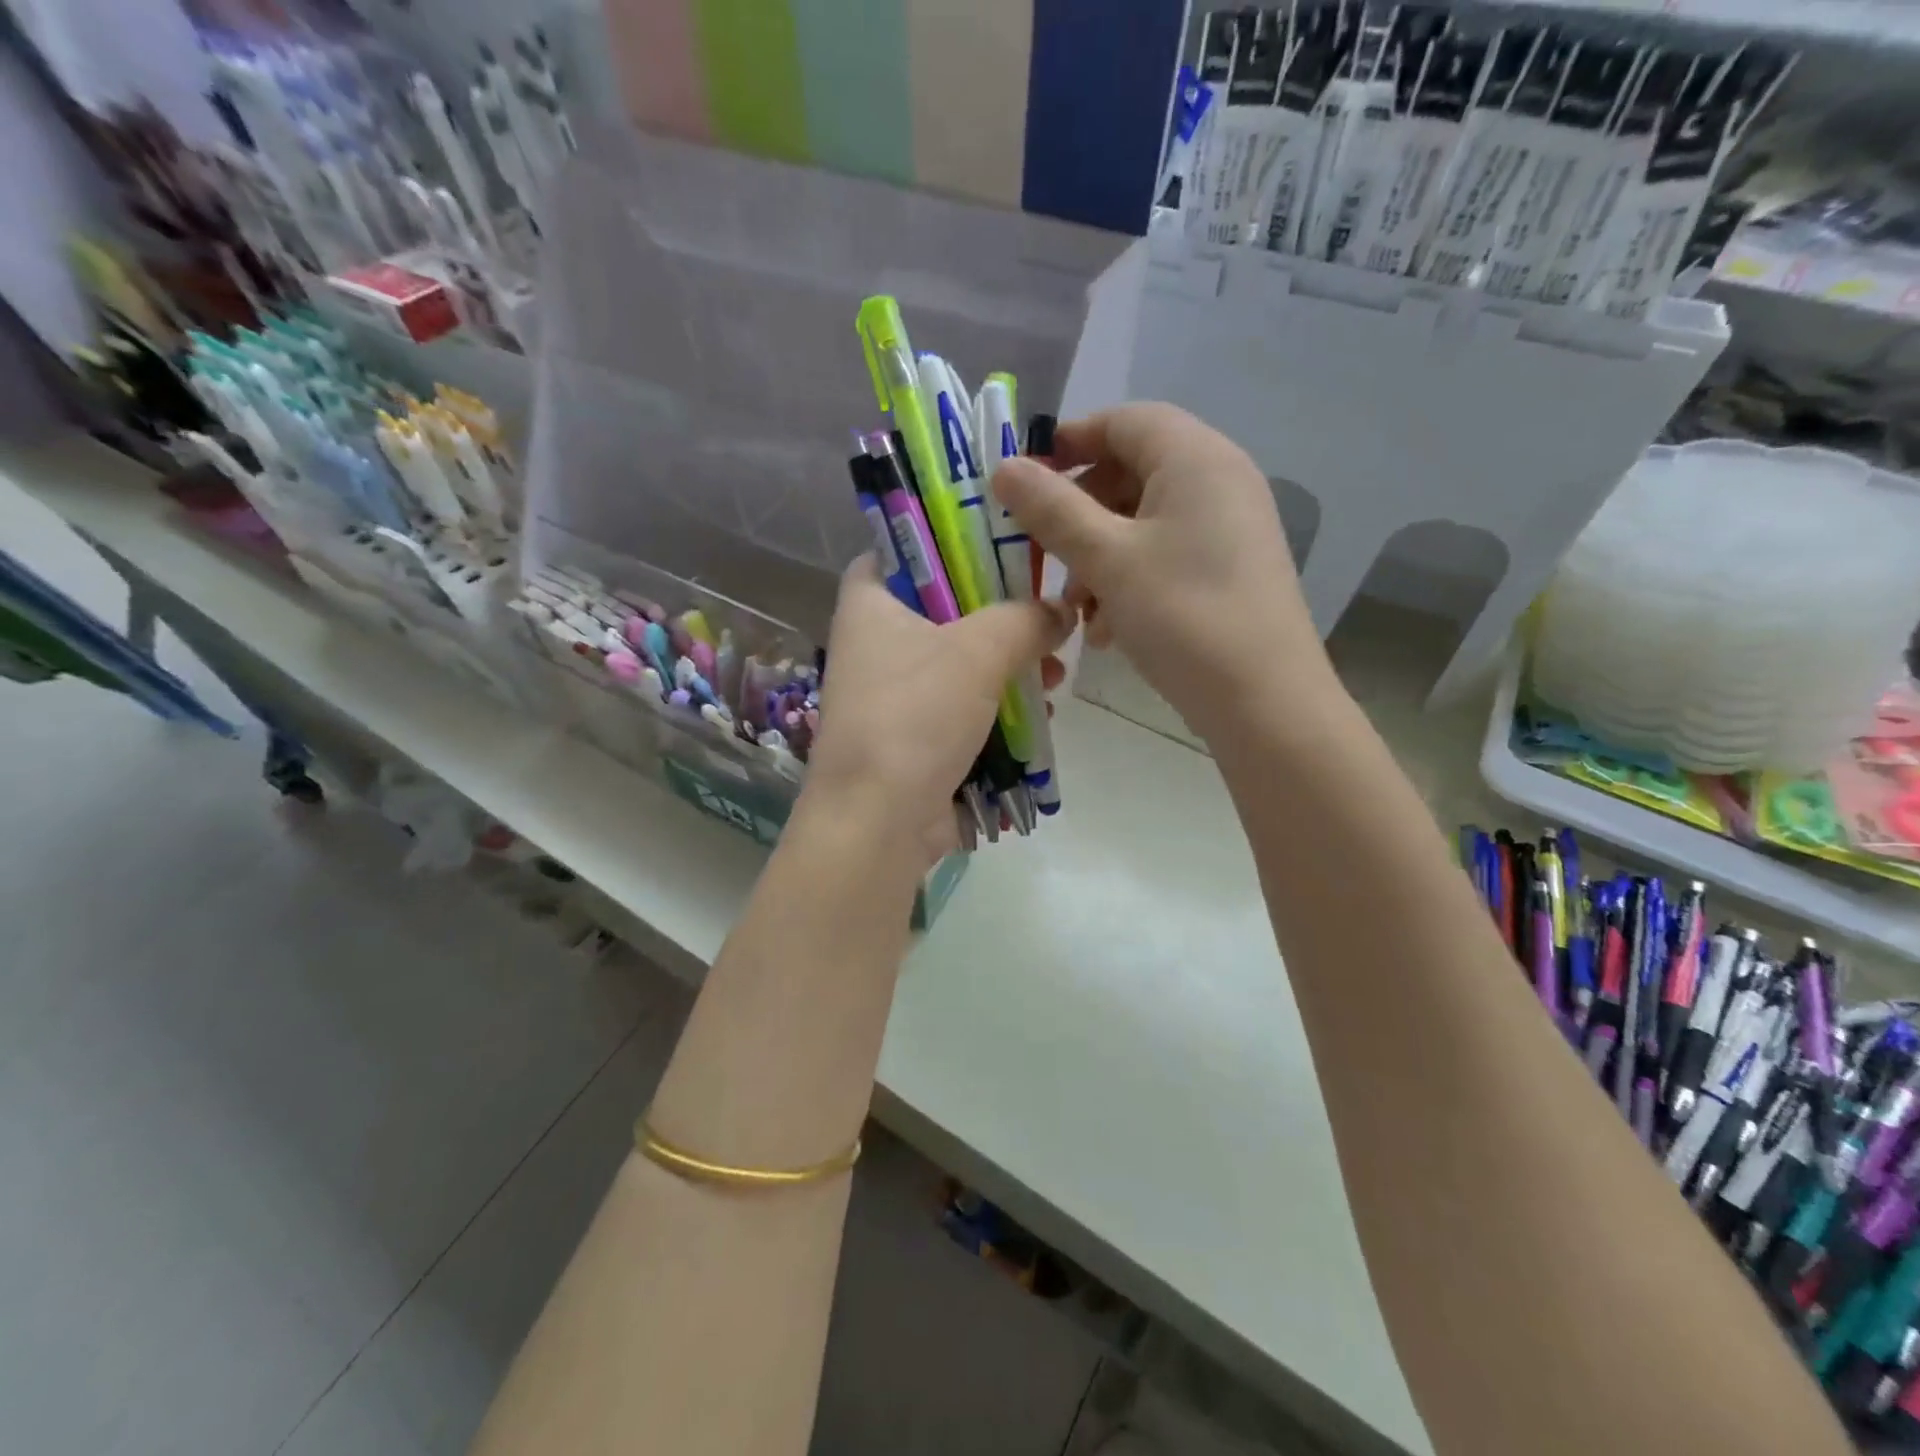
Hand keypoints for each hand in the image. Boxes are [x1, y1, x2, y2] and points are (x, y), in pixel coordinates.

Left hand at [802, 556, 1073, 867]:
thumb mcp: (979, 651)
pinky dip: (997, 706)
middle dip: (1002, 617)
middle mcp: (873, 643)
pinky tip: (1039, 713)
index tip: (1004, 547)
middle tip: (1047, 619)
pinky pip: (961, 707)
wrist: (878, 820)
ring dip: (1008, 666)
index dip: (950, 542)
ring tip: (1053, 674)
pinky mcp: (912, 737)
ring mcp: (892, 694)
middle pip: (945, 608)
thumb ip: (1026, 618)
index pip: (902, 549)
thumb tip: (1061, 611)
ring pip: (959, 662)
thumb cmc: (917, 715)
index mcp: (869, 603)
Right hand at [991, 403, 1334, 739]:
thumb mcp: (1107, 559)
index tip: (1025, 480)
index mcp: (1195, 458)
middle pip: (1132, 471)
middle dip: (1081, 513)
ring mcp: (1230, 526)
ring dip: (1100, 556)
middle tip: (1046, 555)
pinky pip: (1167, 553)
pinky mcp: (1230, 568)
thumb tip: (1004, 467)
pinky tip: (1109, 628)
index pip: (1124, 420)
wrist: (1264, 700)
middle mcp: (1220, 480)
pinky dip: (1130, 579)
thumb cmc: (1183, 616)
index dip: (1070, 441)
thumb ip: (1052, 509)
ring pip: (1145, 521)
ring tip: (1078, 609)